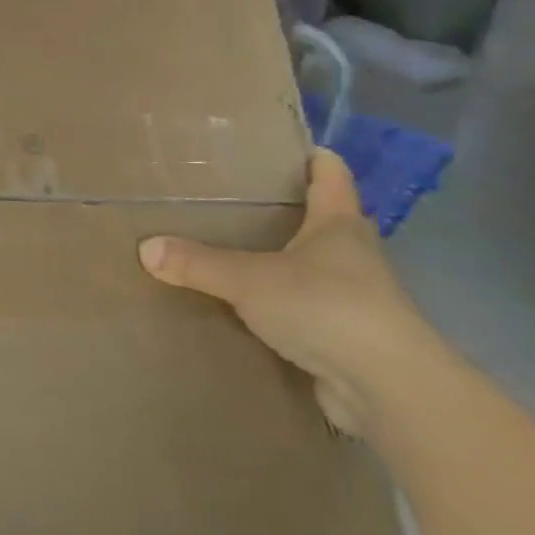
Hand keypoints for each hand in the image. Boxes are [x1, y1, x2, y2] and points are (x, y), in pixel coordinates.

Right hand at [137, 148, 444, 436]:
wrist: (389, 388)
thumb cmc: (327, 308)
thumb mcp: (249, 279)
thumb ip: (197, 263)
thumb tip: (145, 248)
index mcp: (339, 225)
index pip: (332, 177)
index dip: (317, 159)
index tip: (296, 146)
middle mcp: (354, 256)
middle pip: (325, 221)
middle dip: (292, 211)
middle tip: (242, 201)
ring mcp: (356, 299)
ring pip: (316, 268)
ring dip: (287, 262)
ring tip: (237, 252)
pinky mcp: (348, 338)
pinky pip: (308, 310)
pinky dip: (284, 305)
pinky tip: (250, 308)